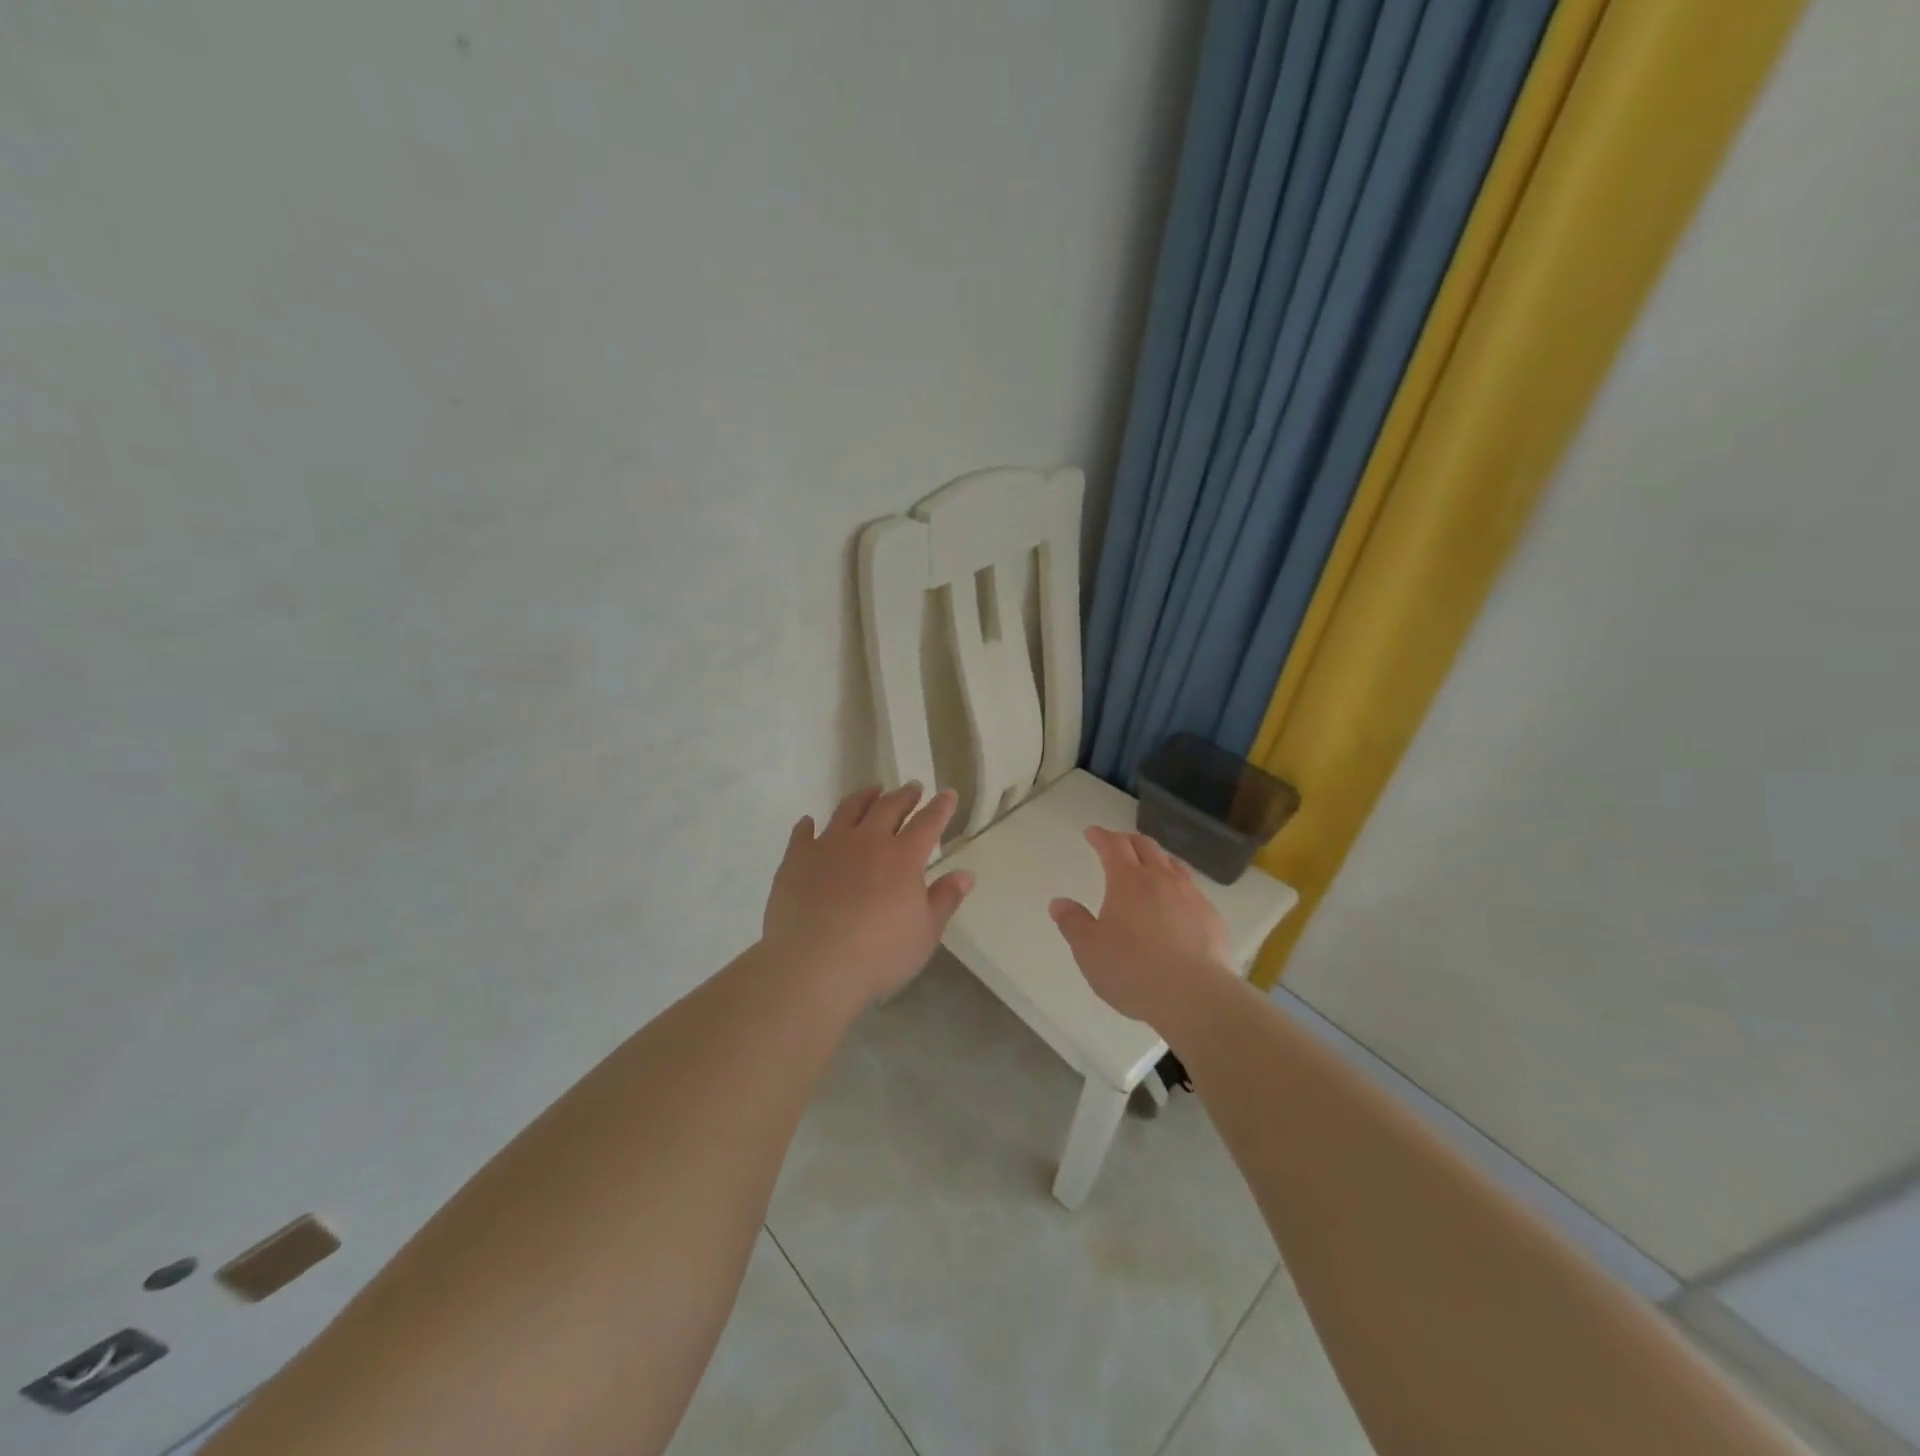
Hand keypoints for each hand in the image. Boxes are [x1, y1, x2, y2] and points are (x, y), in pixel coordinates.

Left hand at [761, 783, 973, 1008]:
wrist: (813, 965)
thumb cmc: (878, 955)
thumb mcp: (925, 934)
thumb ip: (945, 900)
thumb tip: (966, 874)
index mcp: (903, 857)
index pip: (928, 822)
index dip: (940, 807)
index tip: (948, 794)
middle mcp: (867, 841)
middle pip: (889, 807)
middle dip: (904, 795)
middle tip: (912, 788)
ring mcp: (829, 846)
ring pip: (849, 810)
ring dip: (864, 797)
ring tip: (872, 791)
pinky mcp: (797, 859)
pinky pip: (803, 834)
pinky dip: (808, 826)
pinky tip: (809, 822)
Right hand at [1049, 827, 1234, 1026]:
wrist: (1194, 995)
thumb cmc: (1132, 970)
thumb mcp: (1089, 950)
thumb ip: (1073, 923)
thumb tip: (1059, 902)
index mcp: (1127, 881)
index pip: (1113, 845)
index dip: (1101, 836)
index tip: (1092, 833)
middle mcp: (1161, 879)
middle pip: (1146, 846)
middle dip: (1128, 840)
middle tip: (1118, 844)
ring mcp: (1191, 896)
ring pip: (1173, 864)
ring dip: (1157, 859)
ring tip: (1150, 866)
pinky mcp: (1212, 917)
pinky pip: (1193, 890)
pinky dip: (1179, 886)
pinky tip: (1177, 904)